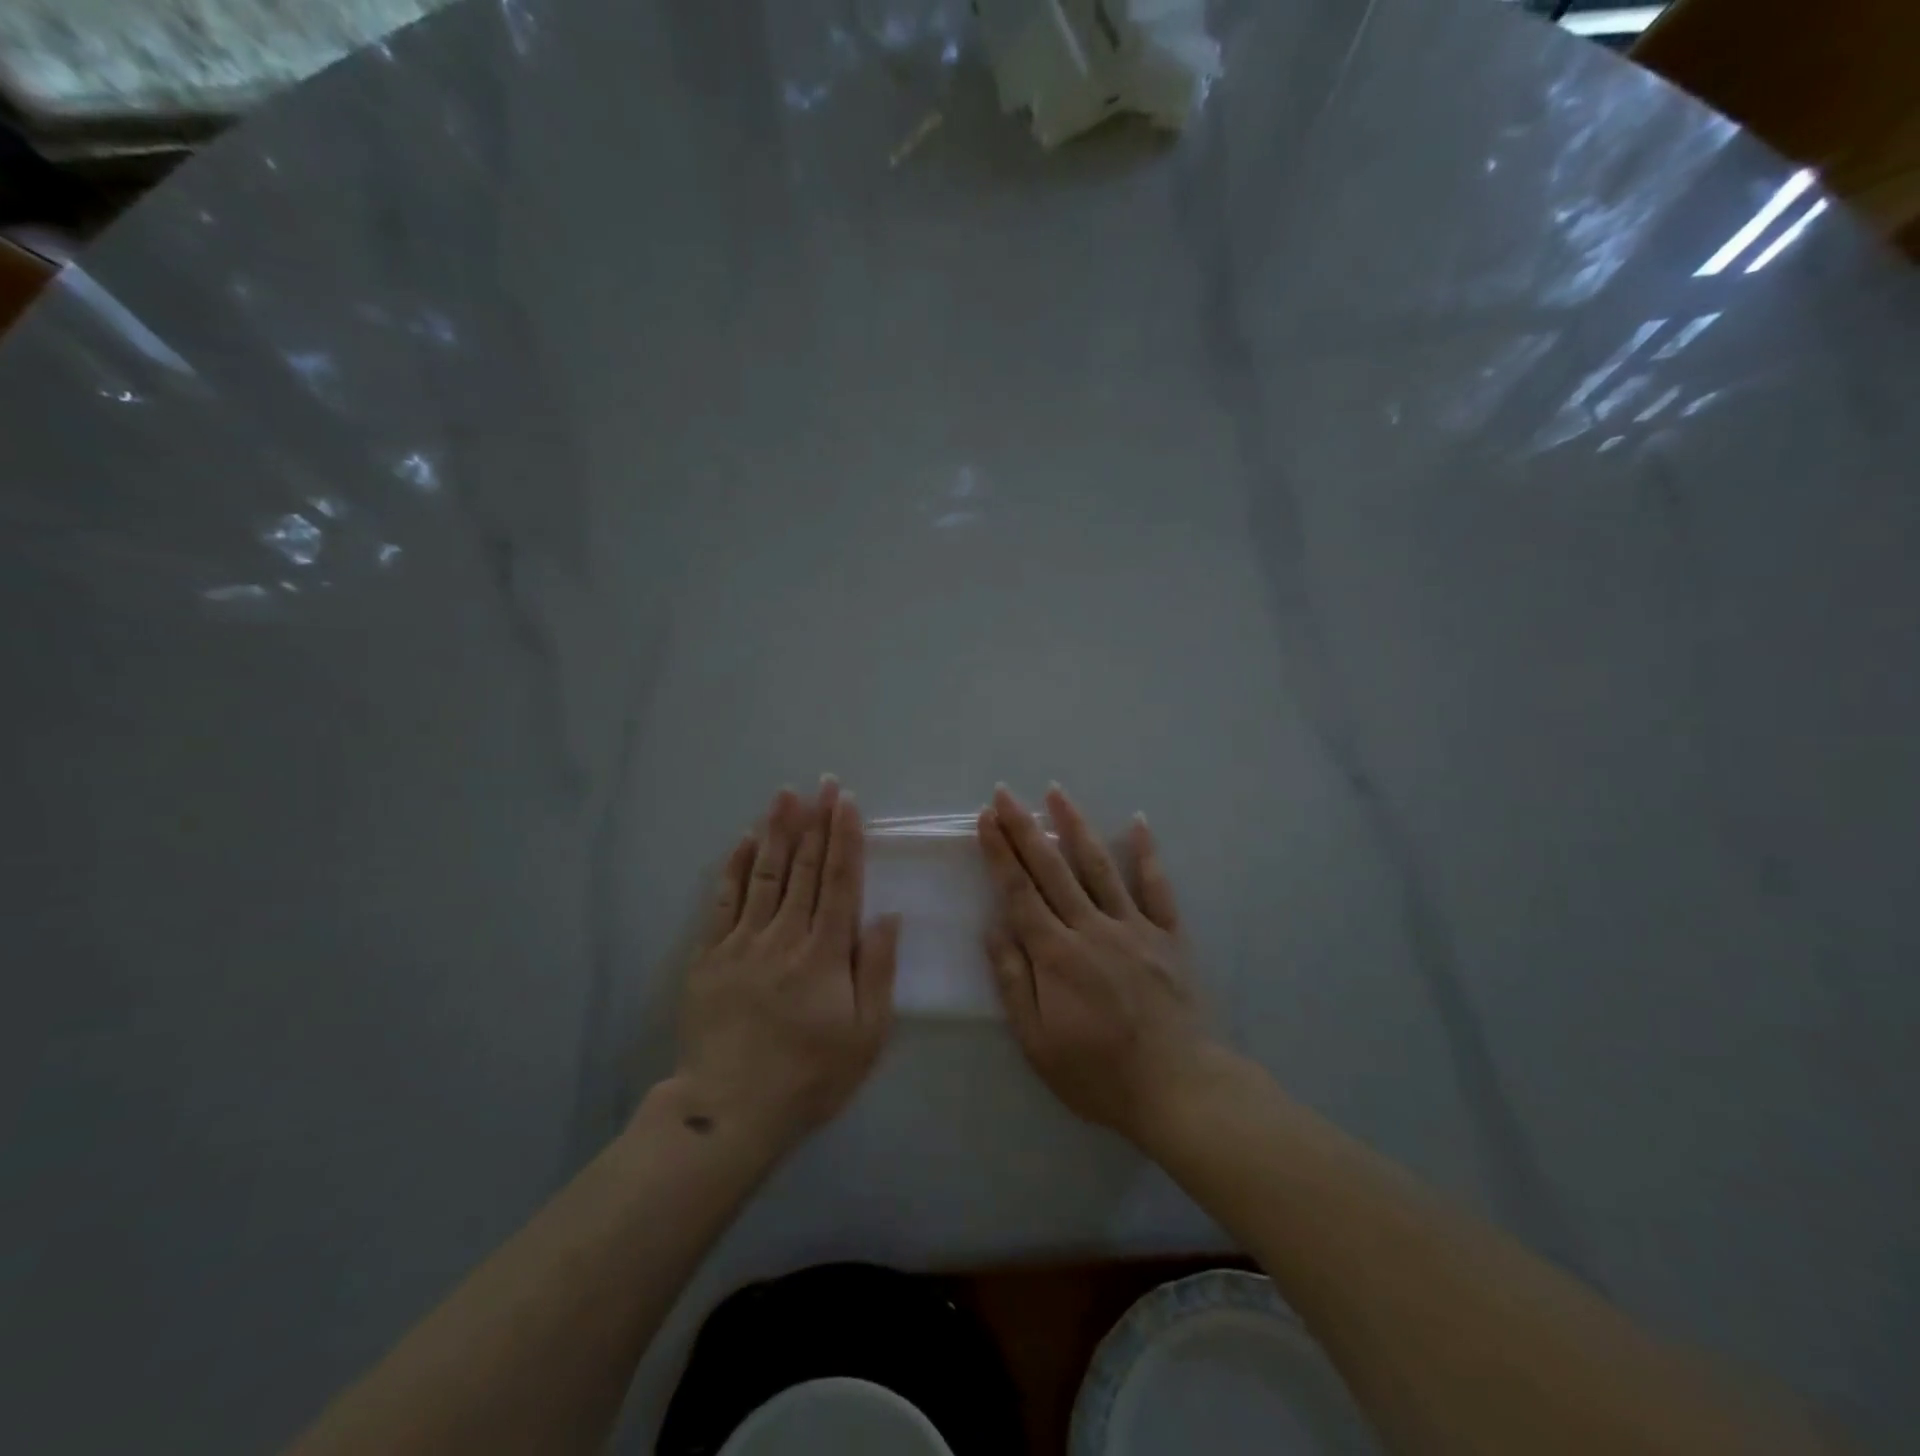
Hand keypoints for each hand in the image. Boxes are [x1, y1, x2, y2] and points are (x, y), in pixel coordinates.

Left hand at [673, 780, 899, 1155]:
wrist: (729, 1110)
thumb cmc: (809, 1076)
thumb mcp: (865, 1035)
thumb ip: (877, 970)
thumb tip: (887, 915)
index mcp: (825, 952)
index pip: (840, 880)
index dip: (845, 837)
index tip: (847, 802)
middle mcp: (784, 935)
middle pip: (805, 867)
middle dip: (816, 821)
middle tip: (822, 784)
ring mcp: (742, 942)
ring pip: (764, 873)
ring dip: (777, 831)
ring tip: (785, 796)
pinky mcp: (710, 955)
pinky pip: (723, 900)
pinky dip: (733, 867)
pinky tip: (741, 841)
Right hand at [977, 784, 1212, 1143]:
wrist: (1179, 1090)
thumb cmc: (1099, 1074)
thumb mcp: (1038, 1042)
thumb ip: (1014, 982)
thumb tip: (993, 929)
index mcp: (1056, 955)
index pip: (1019, 892)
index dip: (999, 852)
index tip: (985, 818)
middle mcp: (1092, 928)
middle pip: (1052, 868)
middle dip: (1024, 827)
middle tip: (1005, 792)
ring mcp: (1134, 927)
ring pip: (1099, 866)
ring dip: (1075, 826)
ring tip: (1056, 792)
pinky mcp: (1167, 936)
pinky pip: (1156, 887)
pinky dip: (1147, 853)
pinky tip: (1138, 822)